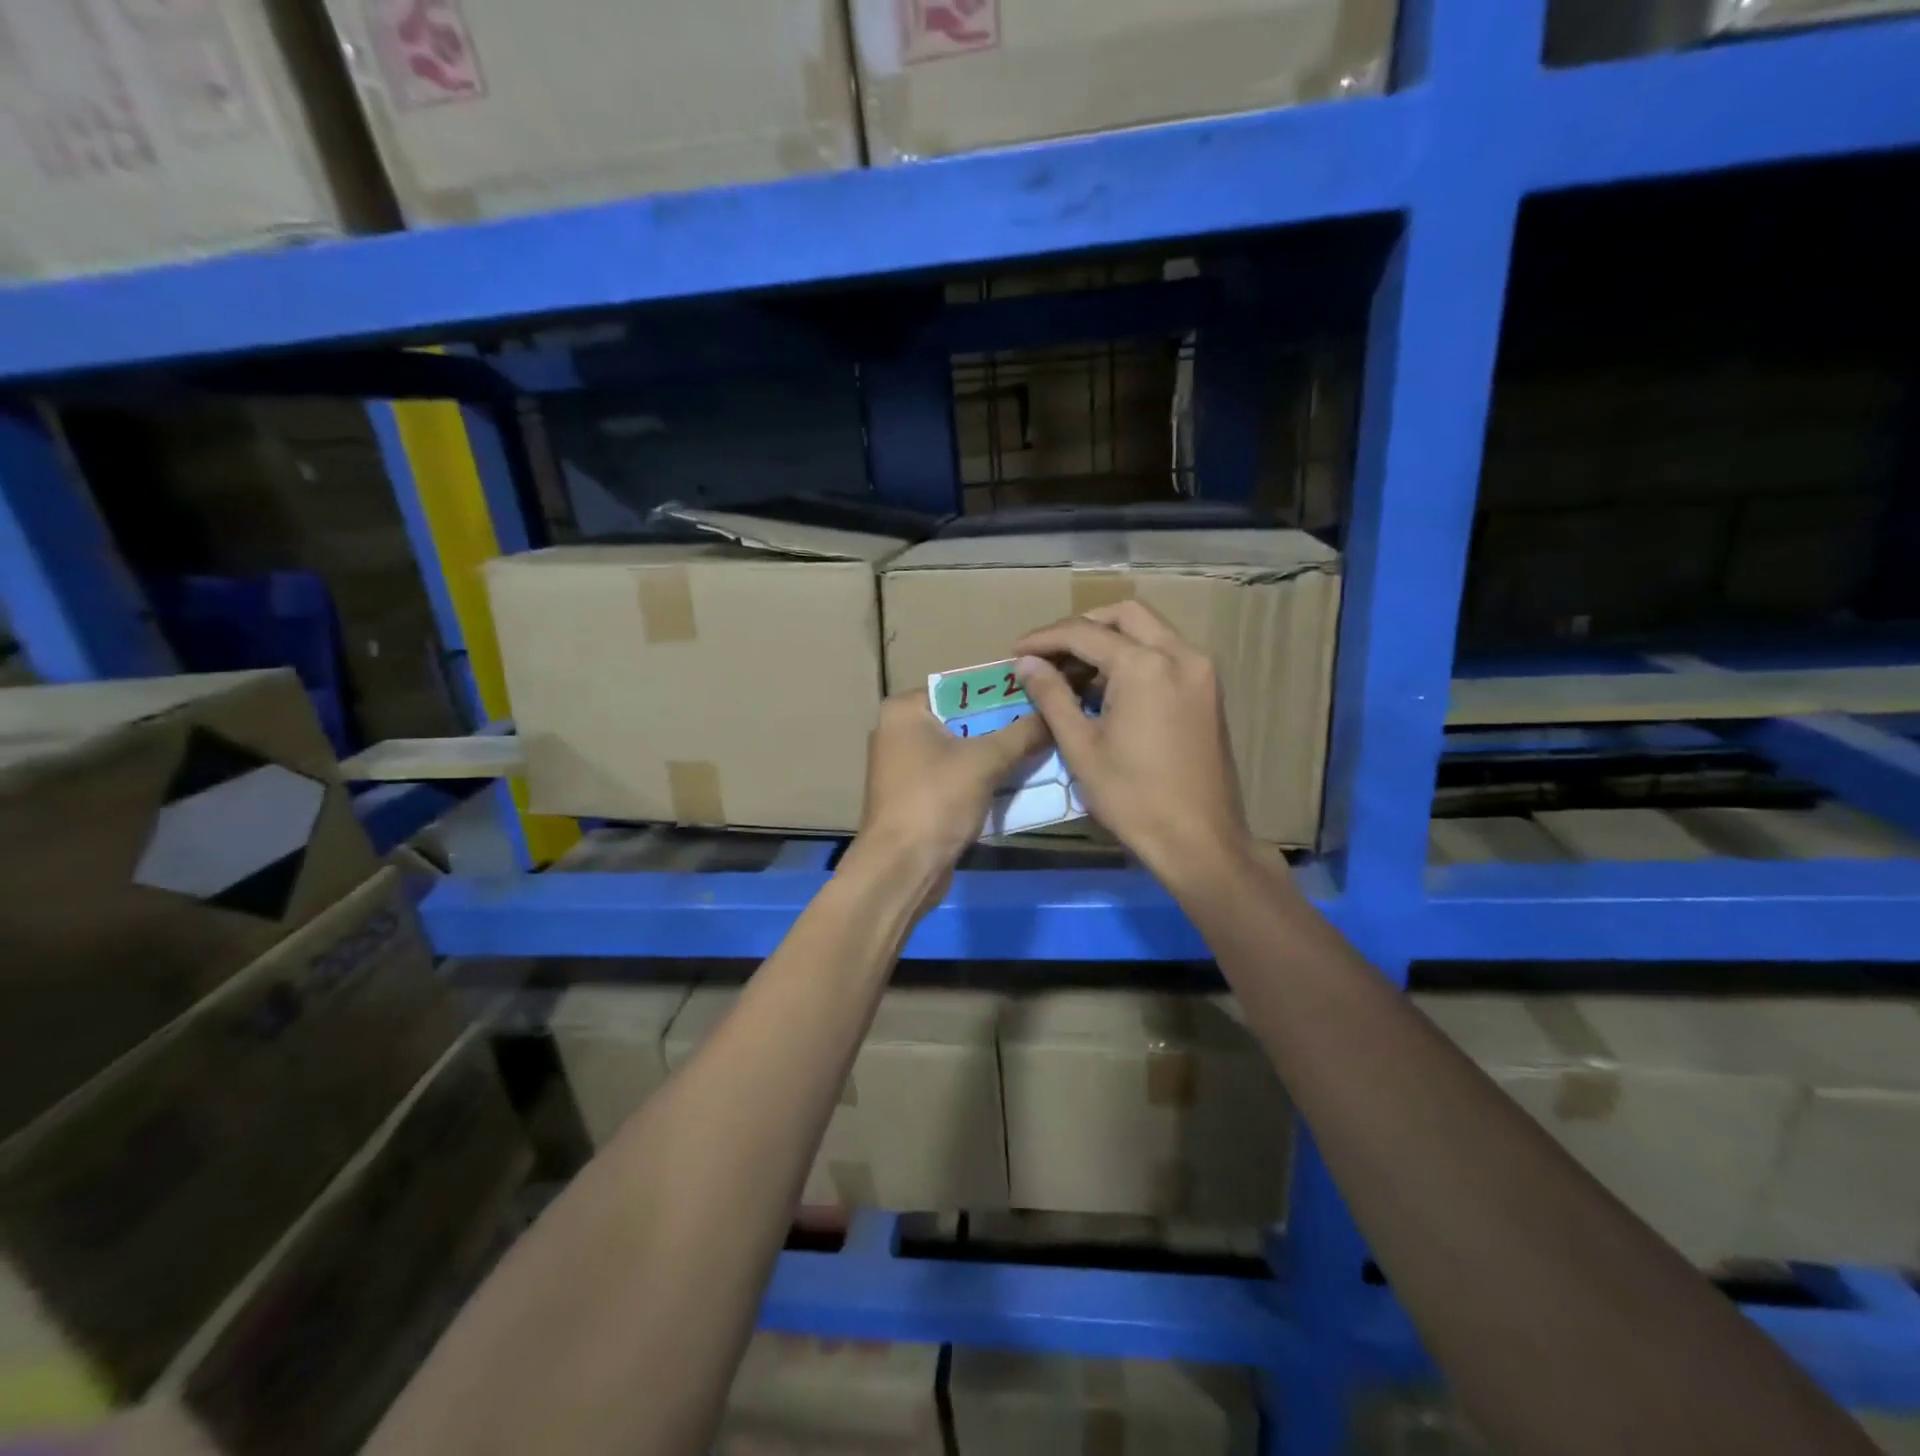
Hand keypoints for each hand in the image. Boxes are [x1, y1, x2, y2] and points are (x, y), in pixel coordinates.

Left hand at [847, 690, 1050, 882]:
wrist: (901, 869)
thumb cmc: (936, 801)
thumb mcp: (986, 760)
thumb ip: (1022, 732)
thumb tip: (1055, 713)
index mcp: (905, 710)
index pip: (961, 687)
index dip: (1001, 690)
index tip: (1040, 694)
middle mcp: (899, 732)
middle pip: (963, 718)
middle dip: (1004, 724)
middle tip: (1047, 722)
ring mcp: (906, 767)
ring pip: (962, 750)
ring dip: (998, 753)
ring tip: (1042, 748)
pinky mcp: (916, 797)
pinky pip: (957, 776)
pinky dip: (984, 777)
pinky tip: (1020, 779)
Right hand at [1015, 601, 1254, 883]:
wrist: (1199, 840)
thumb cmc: (1133, 797)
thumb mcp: (1081, 747)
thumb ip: (1052, 696)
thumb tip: (1026, 663)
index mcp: (1145, 665)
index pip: (1084, 632)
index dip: (1044, 638)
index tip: (1015, 651)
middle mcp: (1180, 654)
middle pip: (1124, 615)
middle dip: (1081, 626)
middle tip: (1049, 652)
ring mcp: (1201, 671)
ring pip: (1149, 631)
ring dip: (1109, 640)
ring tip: (1073, 671)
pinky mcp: (1208, 691)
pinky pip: (1166, 654)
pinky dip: (1134, 657)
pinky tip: (1109, 687)